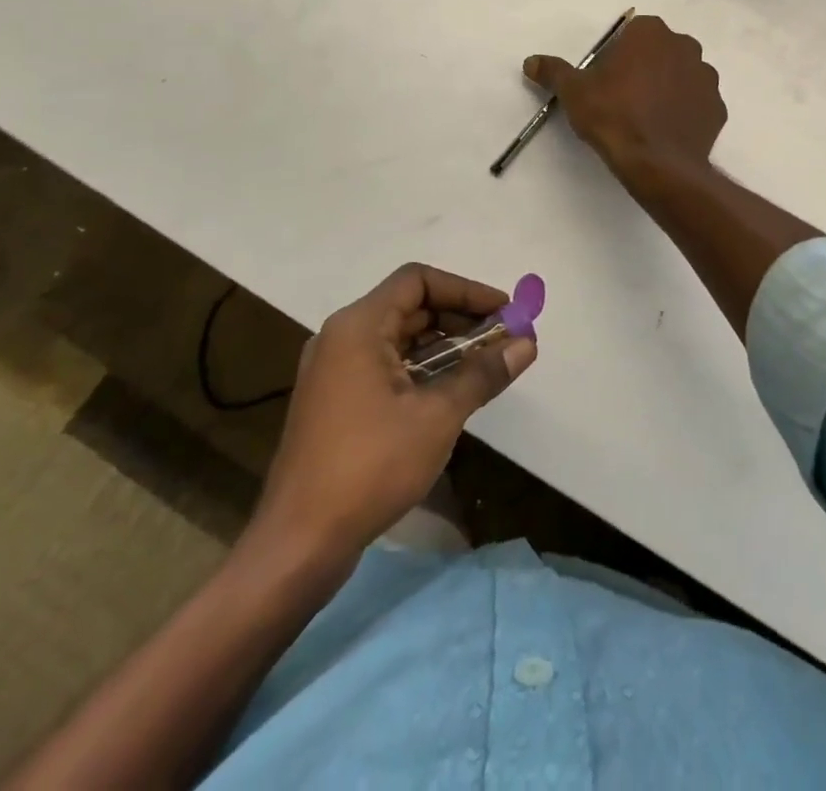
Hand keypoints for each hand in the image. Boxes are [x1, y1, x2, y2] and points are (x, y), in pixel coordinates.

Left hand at [241, 264, 536, 576]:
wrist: (297, 545)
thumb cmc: (369, 467)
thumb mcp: (437, 416)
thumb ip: (483, 373)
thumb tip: (527, 342)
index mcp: (358, 326)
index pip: (418, 280)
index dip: (465, 290)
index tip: (504, 311)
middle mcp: (341, 337)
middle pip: (409, 306)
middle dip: (460, 318)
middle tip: (503, 338)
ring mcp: (334, 371)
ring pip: (399, 338)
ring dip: (444, 345)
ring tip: (486, 364)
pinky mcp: (335, 401)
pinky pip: (385, 365)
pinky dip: (421, 368)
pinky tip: (451, 391)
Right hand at [526, 15, 725, 173]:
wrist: (657, 163)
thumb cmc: (613, 116)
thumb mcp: (574, 92)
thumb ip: (554, 72)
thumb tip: (531, 61)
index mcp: (650, 33)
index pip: (633, 33)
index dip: (618, 55)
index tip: (607, 79)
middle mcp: (685, 46)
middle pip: (660, 51)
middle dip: (646, 68)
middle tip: (624, 98)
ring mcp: (707, 77)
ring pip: (682, 76)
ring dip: (668, 88)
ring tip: (647, 118)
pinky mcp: (718, 107)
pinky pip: (698, 104)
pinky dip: (685, 113)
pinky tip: (667, 132)